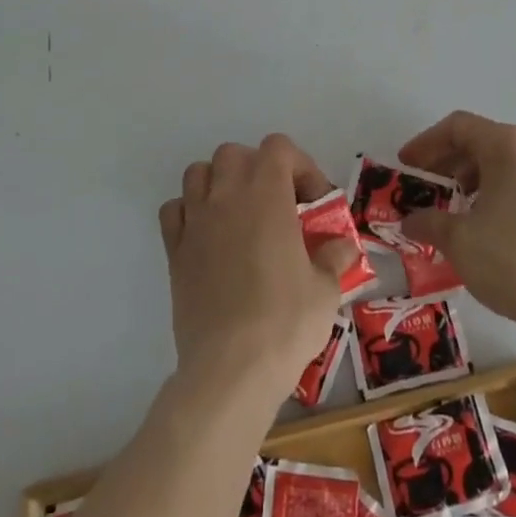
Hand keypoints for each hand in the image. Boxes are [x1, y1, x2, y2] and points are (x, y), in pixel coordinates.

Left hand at [158, 134, 356, 402]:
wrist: (230, 369)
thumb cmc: (285, 322)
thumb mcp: (326, 290)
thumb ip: (334, 257)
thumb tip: (341, 246)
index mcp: (267, 194)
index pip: (278, 147)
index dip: (300, 166)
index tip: (313, 203)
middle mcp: (227, 196)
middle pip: (235, 153)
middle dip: (258, 169)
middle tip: (278, 205)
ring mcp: (196, 221)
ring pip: (199, 172)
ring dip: (220, 183)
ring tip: (240, 215)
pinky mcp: (174, 250)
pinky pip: (174, 210)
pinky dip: (189, 212)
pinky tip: (207, 237)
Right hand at [397, 111, 515, 337]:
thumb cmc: (512, 260)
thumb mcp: (458, 240)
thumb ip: (428, 221)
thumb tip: (410, 221)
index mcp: (509, 145)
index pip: (458, 127)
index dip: (426, 143)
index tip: (406, 165)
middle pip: (483, 141)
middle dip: (449, 163)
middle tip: (425, 188)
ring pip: (505, 163)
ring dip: (473, 179)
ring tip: (454, 209)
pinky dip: (499, 192)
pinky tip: (486, 224)